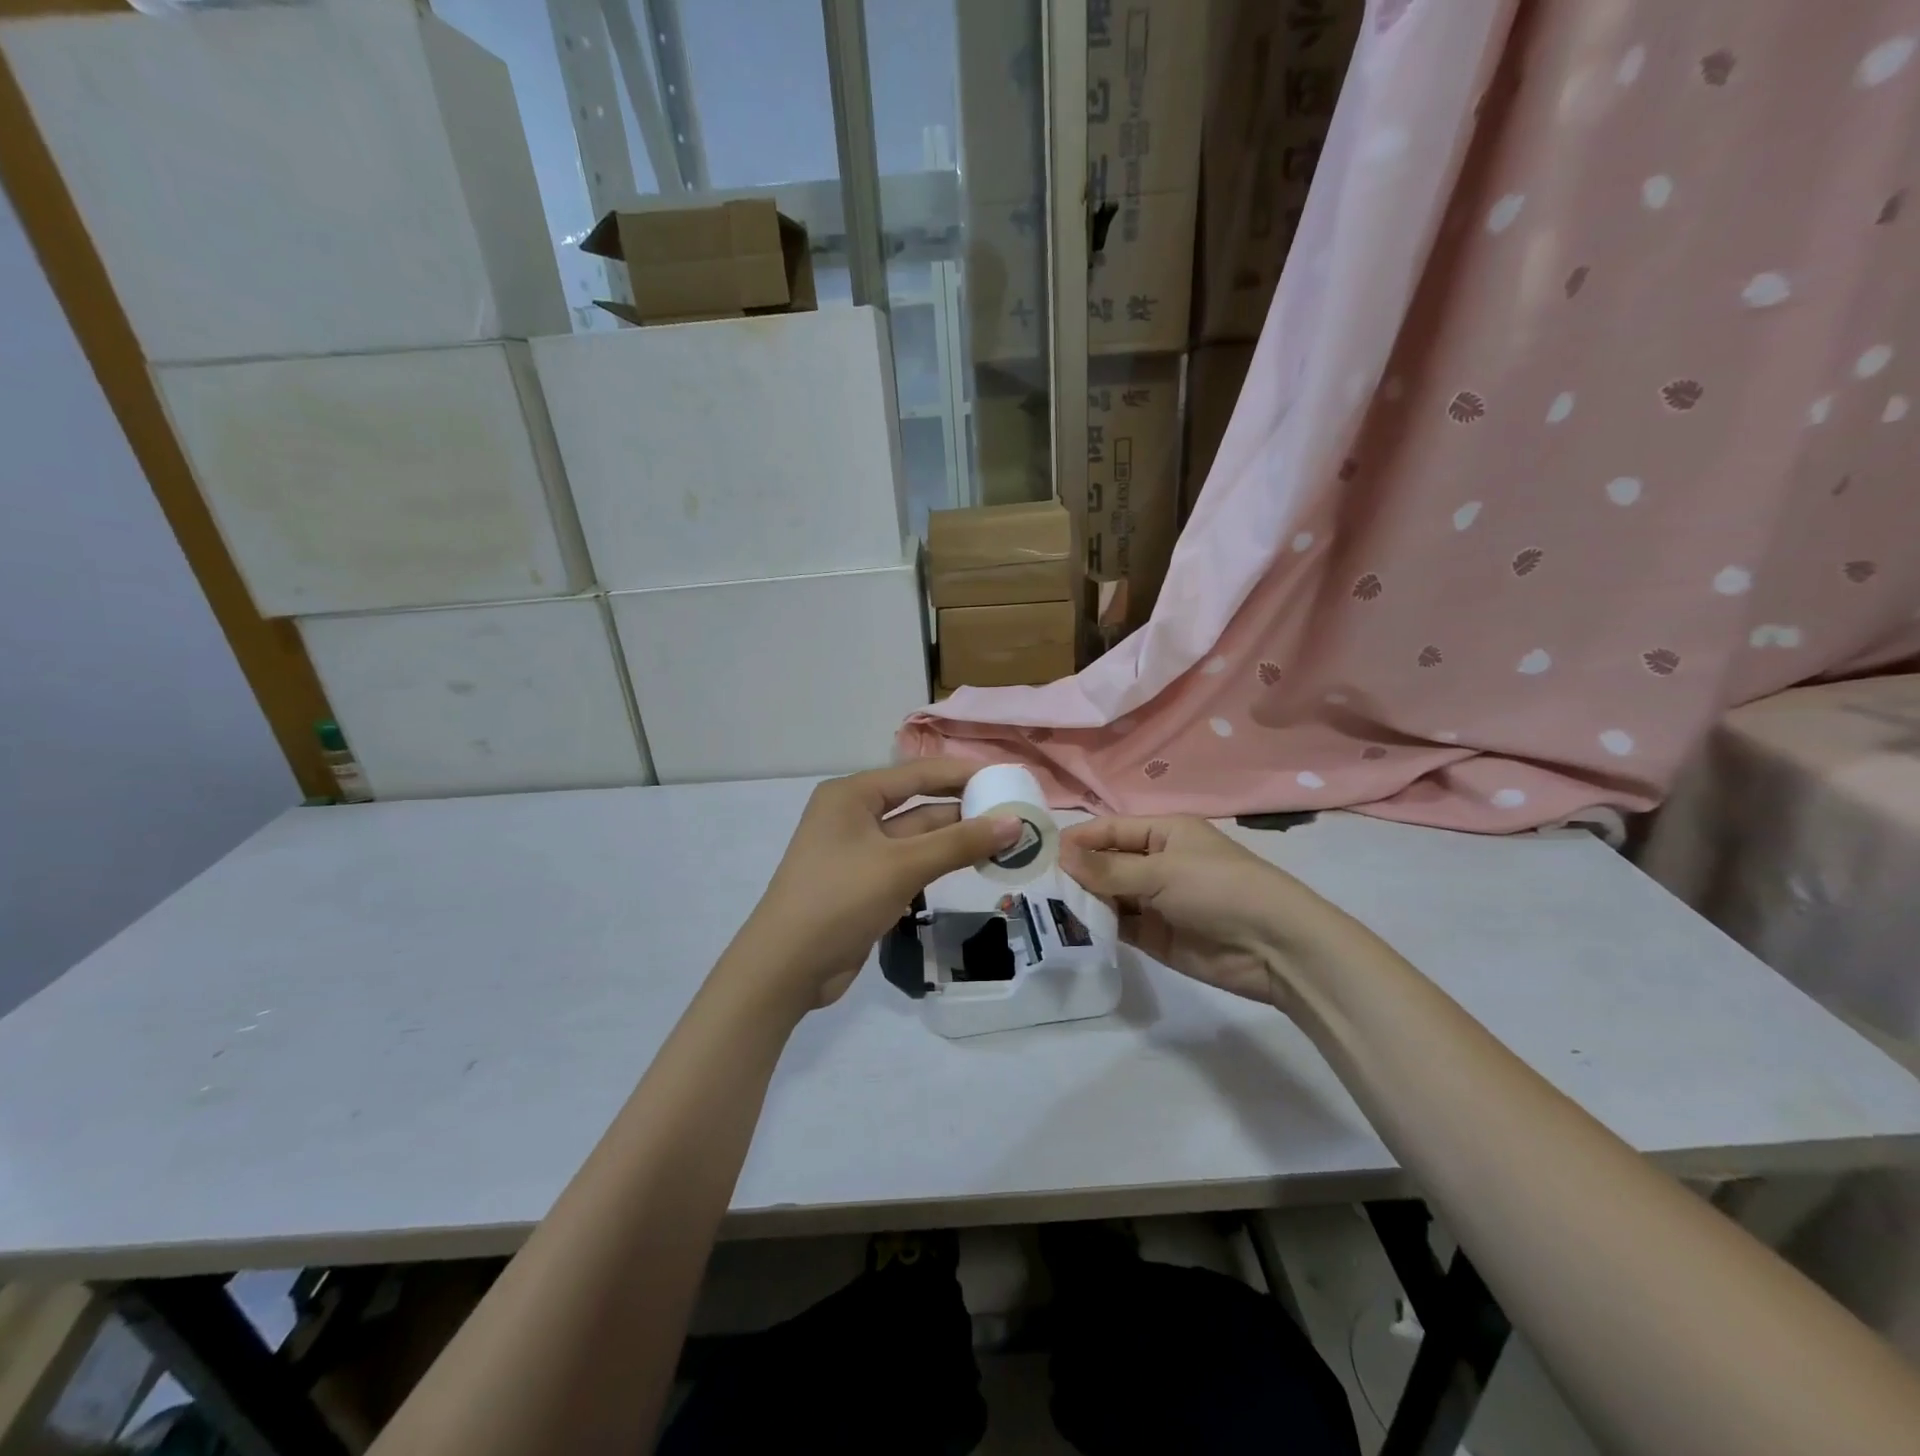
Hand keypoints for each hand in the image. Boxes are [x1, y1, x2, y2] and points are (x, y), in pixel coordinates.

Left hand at [731, 759, 1022, 1011]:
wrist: (786, 967)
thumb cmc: (840, 899)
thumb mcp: (902, 866)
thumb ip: (959, 843)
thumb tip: (1014, 823)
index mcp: (853, 794)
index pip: (919, 773)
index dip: (964, 773)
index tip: (1008, 777)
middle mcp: (854, 815)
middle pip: (920, 803)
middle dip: (965, 809)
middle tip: (1015, 812)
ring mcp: (859, 851)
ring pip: (918, 837)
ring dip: (957, 839)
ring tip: (1007, 840)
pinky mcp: (866, 883)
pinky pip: (911, 863)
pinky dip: (941, 863)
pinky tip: (975, 865)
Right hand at [1059, 816, 1357, 1003]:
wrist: (1275, 947)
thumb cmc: (1220, 889)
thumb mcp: (1162, 871)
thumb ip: (1109, 868)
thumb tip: (1060, 855)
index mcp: (1164, 832)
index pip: (1110, 830)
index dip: (1078, 840)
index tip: (1040, 854)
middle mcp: (1156, 863)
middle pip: (1106, 863)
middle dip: (1075, 872)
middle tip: (1032, 885)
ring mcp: (1155, 901)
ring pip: (1109, 895)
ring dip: (1082, 900)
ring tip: (1042, 908)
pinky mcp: (1156, 936)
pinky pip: (1119, 926)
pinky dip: (1097, 927)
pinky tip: (1069, 930)